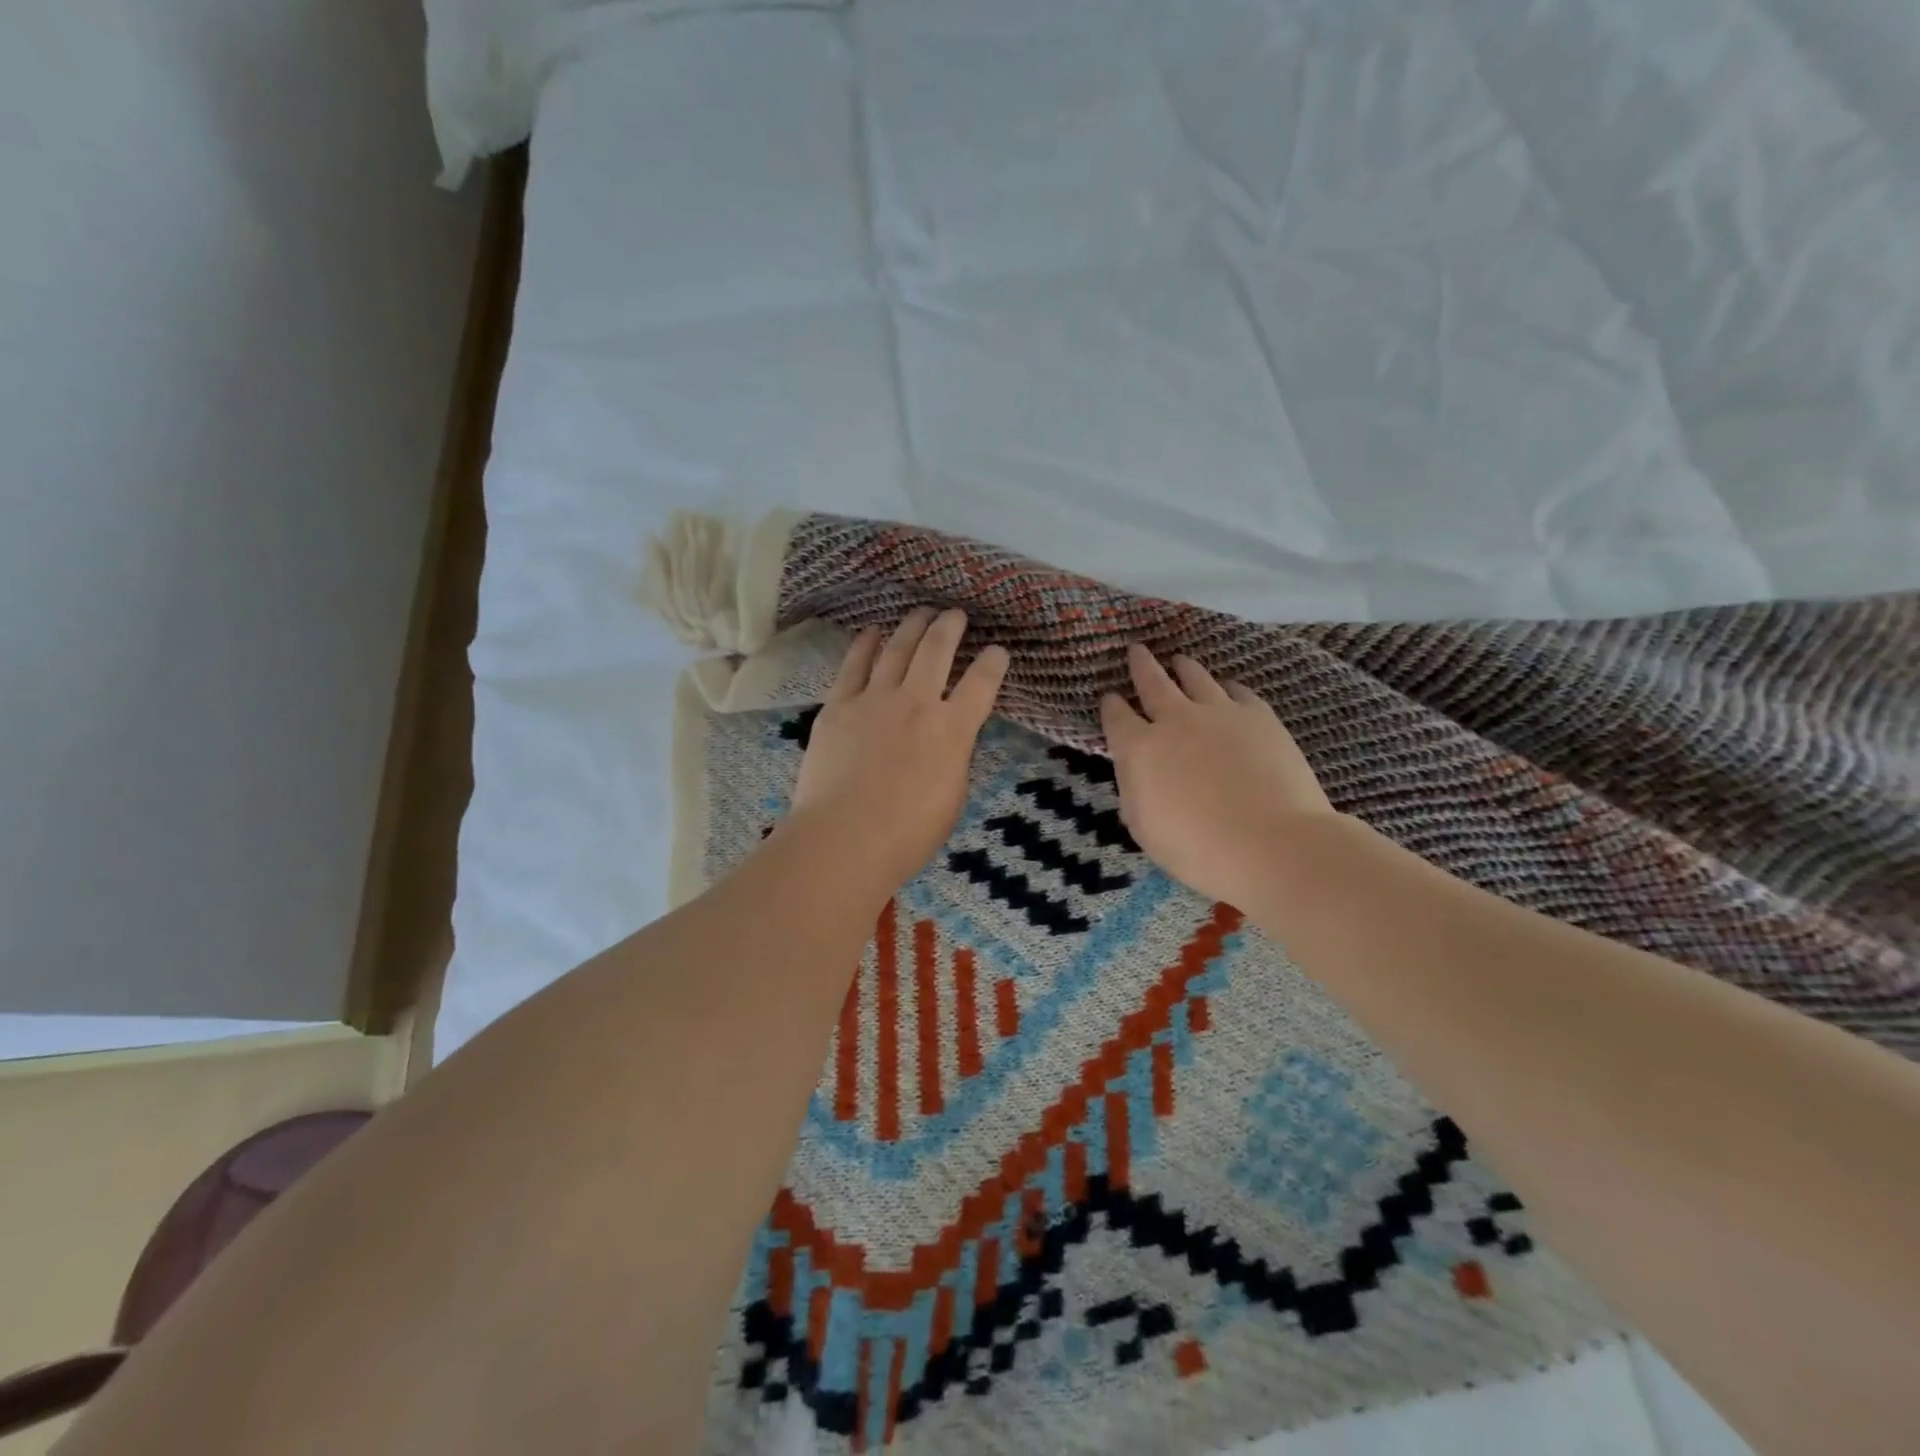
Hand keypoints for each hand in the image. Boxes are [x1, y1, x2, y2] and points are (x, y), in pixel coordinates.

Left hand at [788, 608, 1010, 890]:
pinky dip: (865, 644)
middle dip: (950, 627)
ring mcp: (874, 700)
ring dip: (912, 626)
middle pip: (937, 651)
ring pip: (897, 649)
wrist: (844, 839)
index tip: (997, 651)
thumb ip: (954, 759)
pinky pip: (854, 665)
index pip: (982, 684)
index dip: (993, 663)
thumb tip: (949, 739)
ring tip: (921, 612)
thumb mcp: (952, 798)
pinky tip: (872, 631)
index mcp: (953, 730)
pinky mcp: (838, 706)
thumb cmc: (907, 835)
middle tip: (955, 614)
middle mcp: (917, 703)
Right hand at [1100, 645, 1338, 909]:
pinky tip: (1227, 688)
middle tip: (1136, 650)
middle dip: (1141, 665)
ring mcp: (1219, 713)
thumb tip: (1137, 770)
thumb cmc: (1199, 849)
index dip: (1111, 706)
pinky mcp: (1259, 715)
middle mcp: (1175, 720)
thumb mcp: (1145, 828)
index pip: (1117, 718)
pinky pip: (1237, 691)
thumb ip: (1134, 791)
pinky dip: (1226, 687)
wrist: (1273, 844)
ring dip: (1183, 667)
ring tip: (1179, 660)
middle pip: (1153, 683)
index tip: (1109, 697)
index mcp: (1140, 749)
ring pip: (1195, 678)